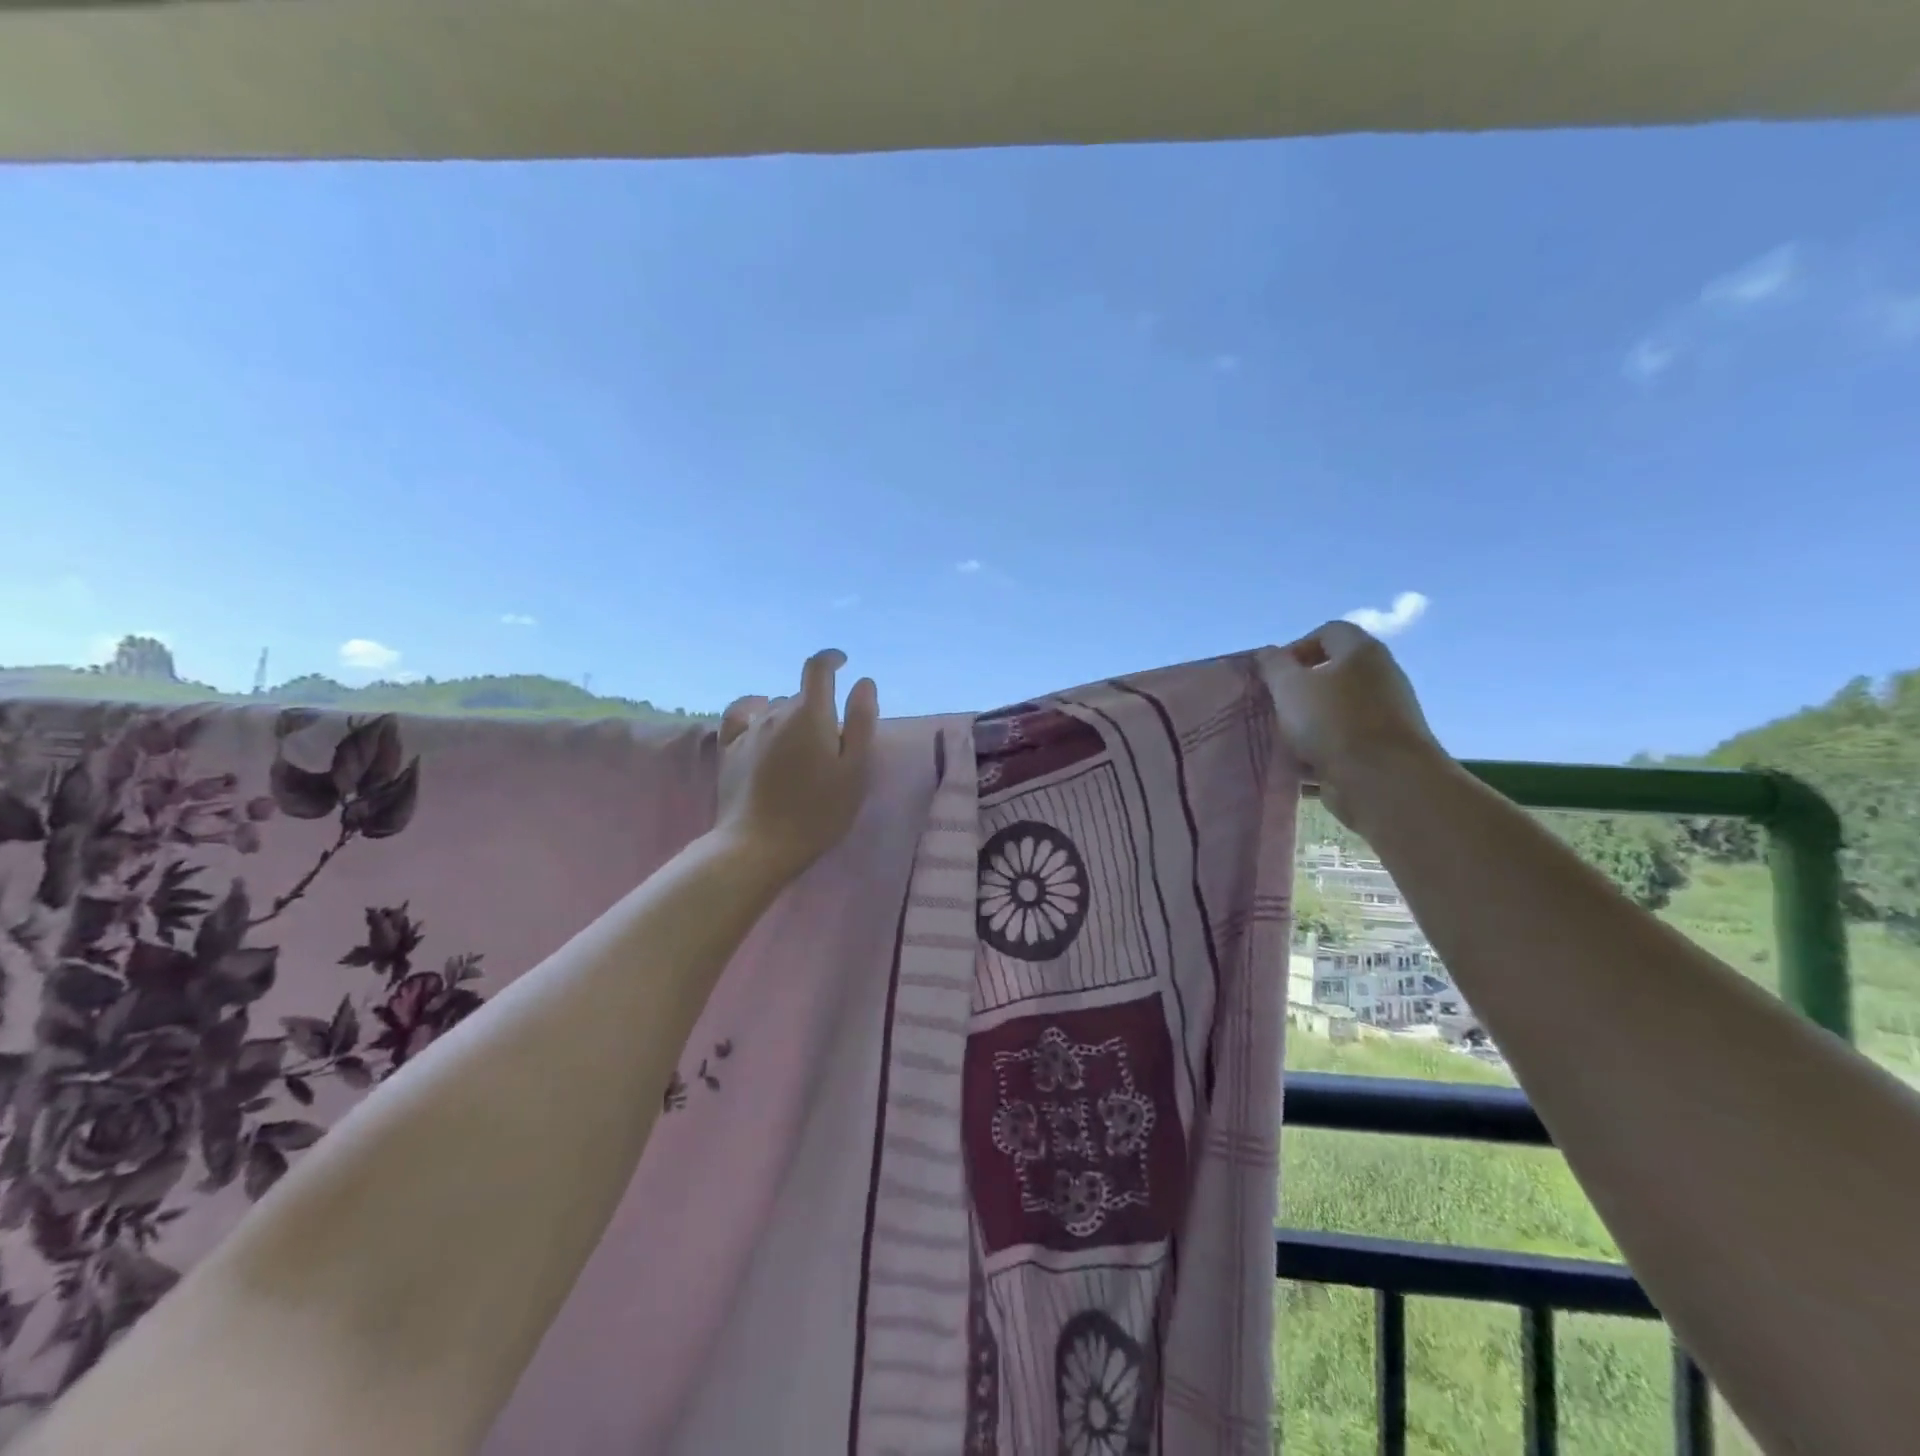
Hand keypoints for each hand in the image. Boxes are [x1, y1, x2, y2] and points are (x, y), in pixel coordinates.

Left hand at [714, 649, 879, 881]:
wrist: (758, 846)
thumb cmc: (818, 812)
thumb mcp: (855, 771)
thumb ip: (862, 723)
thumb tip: (863, 682)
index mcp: (810, 714)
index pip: (818, 668)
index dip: (831, 659)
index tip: (843, 663)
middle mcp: (776, 713)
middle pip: (801, 696)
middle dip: (819, 708)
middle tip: (833, 744)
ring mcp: (749, 731)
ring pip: (775, 708)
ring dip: (792, 717)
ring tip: (803, 748)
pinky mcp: (728, 750)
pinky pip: (742, 715)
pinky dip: (755, 711)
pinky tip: (760, 720)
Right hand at [1262, 621, 1448, 831]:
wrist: (1383, 779)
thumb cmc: (1331, 721)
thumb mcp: (1289, 687)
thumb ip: (1274, 666)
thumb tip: (1269, 653)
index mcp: (1361, 651)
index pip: (1328, 632)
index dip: (1297, 648)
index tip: (1275, 675)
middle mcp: (1381, 675)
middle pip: (1334, 671)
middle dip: (1301, 688)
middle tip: (1277, 706)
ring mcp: (1388, 712)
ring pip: (1338, 708)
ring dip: (1310, 720)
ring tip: (1286, 737)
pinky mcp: (1387, 746)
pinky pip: (1348, 738)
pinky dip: (1326, 746)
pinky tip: (1304, 762)